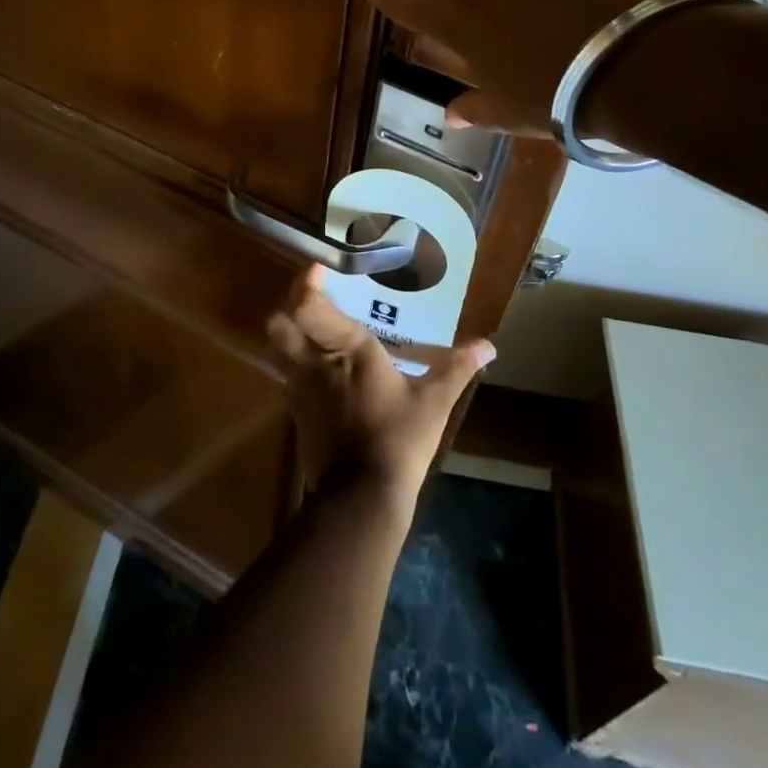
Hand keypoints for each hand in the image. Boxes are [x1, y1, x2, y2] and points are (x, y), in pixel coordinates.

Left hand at [265, 268, 494, 511]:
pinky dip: (296, 362)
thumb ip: (455, 368)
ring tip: (314, 327)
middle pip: (280, 323)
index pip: (309, 306)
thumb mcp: (433, 403)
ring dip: (290, 333)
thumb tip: (488, 346)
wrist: (361, 499)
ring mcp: (300, 388)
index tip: (318, 269)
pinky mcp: (296, 412)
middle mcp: (315, 361)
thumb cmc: (398, 440)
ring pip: (279, 348)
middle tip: (312, 299)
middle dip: (290, 307)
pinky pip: (287, 373)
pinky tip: (320, 366)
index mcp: (347, 348)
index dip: (307, 284)